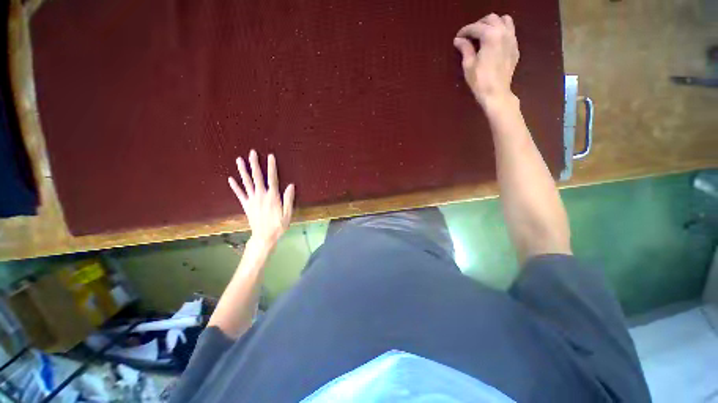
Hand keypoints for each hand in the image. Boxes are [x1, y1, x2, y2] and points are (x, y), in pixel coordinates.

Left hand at [228, 150, 294, 245]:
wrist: (264, 237)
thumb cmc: (278, 225)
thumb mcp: (288, 213)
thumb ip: (289, 199)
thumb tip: (291, 185)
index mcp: (273, 197)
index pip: (272, 178)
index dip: (271, 167)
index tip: (270, 156)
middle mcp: (261, 195)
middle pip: (257, 177)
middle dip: (255, 164)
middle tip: (252, 152)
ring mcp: (252, 200)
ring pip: (247, 183)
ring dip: (243, 171)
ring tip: (239, 160)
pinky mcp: (246, 205)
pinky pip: (240, 194)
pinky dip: (235, 186)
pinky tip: (230, 179)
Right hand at [453, 14, 518, 107]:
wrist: (496, 93)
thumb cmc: (479, 81)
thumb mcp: (468, 65)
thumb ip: (465, 49)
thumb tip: (458, 40)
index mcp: (490, 36)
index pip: (476, 27)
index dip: (465, 31)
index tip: (458, 37)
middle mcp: (503, 32)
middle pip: (491, 18)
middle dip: (479, 24)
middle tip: (470, 35)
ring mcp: (512, 39)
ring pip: (504, 20)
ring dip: (493, 23)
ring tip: (484, 34)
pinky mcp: (515, 47)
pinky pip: (510, 31)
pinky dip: (501, 31)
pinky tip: (493, 42)